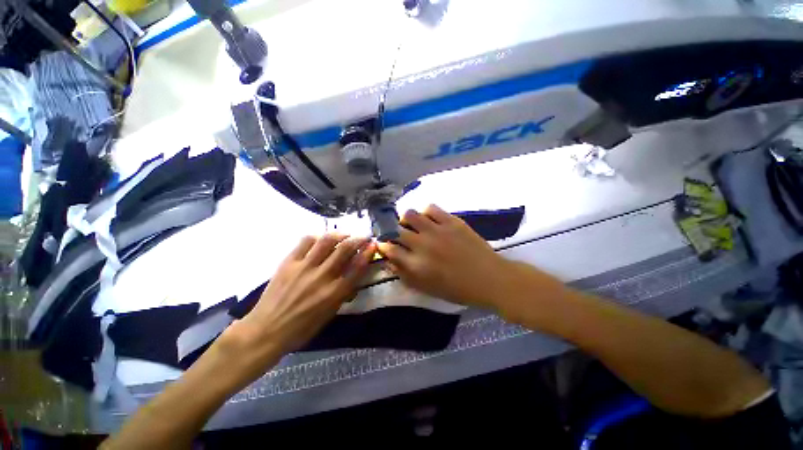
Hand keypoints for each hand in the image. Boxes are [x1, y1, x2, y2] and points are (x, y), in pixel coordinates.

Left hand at [229, 234, 375, 359]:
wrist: (266, 330)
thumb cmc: (301, 328)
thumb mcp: (330, 315)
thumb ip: (344, 294)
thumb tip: (354, 277)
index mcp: (334, 293)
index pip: (357, 267)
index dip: (368, 253)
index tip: (373, 245)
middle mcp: (322, 277)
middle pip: (344, 249)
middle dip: (358, 239)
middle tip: (363, 236)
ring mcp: (304, 267)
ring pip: (326, 241)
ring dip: (339, 234)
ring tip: (345, 234)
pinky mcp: (288, 262)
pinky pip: (305, 242)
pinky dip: (317, 237)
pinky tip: (321, 239)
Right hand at [376, 204, 514, 309]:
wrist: (489, 278)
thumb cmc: (457, 289)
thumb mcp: (427, 288)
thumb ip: (405, 275)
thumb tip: (390, 261)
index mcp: (416, 265)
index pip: (389, 249)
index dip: (383, 245)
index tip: (384, 244)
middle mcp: (422, 245)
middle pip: (396, 230)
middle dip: (392, 232)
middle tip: (398, 235)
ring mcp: (437, 230)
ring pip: (410, 214)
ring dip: (406, 219)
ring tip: (412, 224)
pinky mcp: (451, 221)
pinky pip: (430, 208)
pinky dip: (425, 212)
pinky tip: (428, 219)